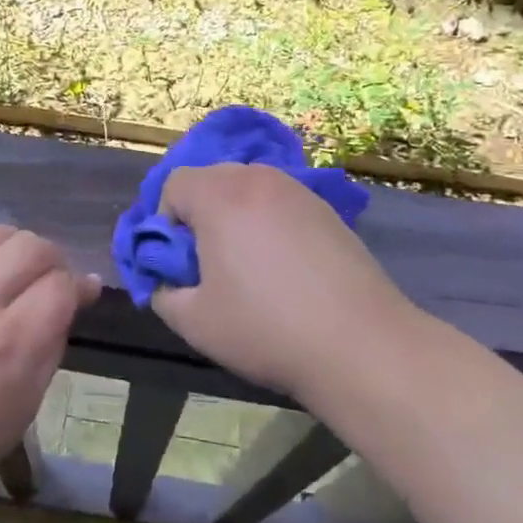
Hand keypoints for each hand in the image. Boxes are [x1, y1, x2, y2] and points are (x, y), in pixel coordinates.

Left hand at [0, 223, 96, 513]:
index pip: (60, 284)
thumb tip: (84, 286)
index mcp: (11, 343)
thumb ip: (57, 333)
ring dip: (13, 249)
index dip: (74, 287)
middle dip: (51, 260)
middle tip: (47, 281)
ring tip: (10, 273)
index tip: (74, 296)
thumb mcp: (31, 396)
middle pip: (31, 247)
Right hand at [151, 163, 412, 398]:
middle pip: (211, 178)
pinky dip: (269, 222)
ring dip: (236, 215)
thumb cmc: (266, 328)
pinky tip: (285, 267)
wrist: (360, 344)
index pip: (174, 183)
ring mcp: (298, 191)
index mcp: (220, 196)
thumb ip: (163, 291)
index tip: (181, 261)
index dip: (166, 221)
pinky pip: (280, 202)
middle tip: (210, 262)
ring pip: (248, 188)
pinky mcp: (327, 210)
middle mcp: (259, 180)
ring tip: (249, 264)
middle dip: (200, 213)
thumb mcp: (193, 321)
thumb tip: (167, 278)